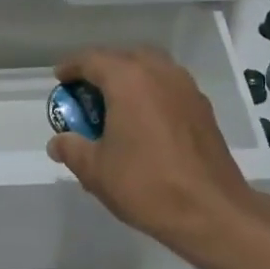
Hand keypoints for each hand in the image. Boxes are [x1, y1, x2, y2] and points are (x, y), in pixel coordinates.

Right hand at [45, 48, 268, 260]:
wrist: (211, 211)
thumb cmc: (146, 185)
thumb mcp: (96, 170)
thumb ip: (72, 149)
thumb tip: (59, 142)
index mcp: (129, 79)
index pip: (92, 59)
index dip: (72, 67)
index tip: (59, 79)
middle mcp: (160, 73)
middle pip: (125, 57)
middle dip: (103, 69)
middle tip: (87, 92)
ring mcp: (186, 88)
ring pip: (151, 69)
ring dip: (130, 79)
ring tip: (115, 105)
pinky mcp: (203, 108)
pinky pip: (169, 87)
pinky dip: (151, 93)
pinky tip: (144, 122)